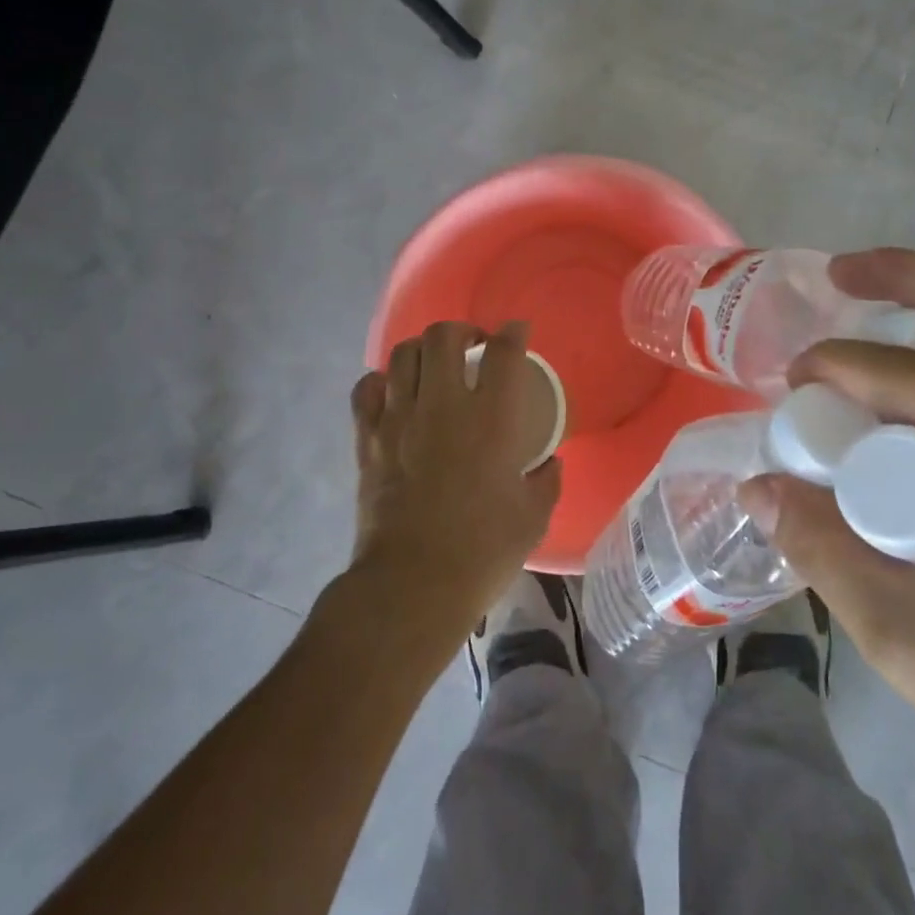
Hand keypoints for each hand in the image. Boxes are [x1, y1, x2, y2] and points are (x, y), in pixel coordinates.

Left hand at [348, 322, 561, 636]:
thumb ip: (545, 481)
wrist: (413, 585)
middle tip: (473, 346)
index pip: (503, 353)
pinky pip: (366, 390)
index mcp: (490, 420)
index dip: (513, 333)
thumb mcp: (533, 517)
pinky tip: (394, 393)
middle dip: (462, 330)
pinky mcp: (368, 440)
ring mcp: (399, 419)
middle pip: (444, 337)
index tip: (518, 331)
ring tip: (434, 365)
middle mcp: (443, 407)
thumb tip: (548, 463)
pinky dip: (381, 382)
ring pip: (403, 354)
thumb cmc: (482, 551)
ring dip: (423, 350)